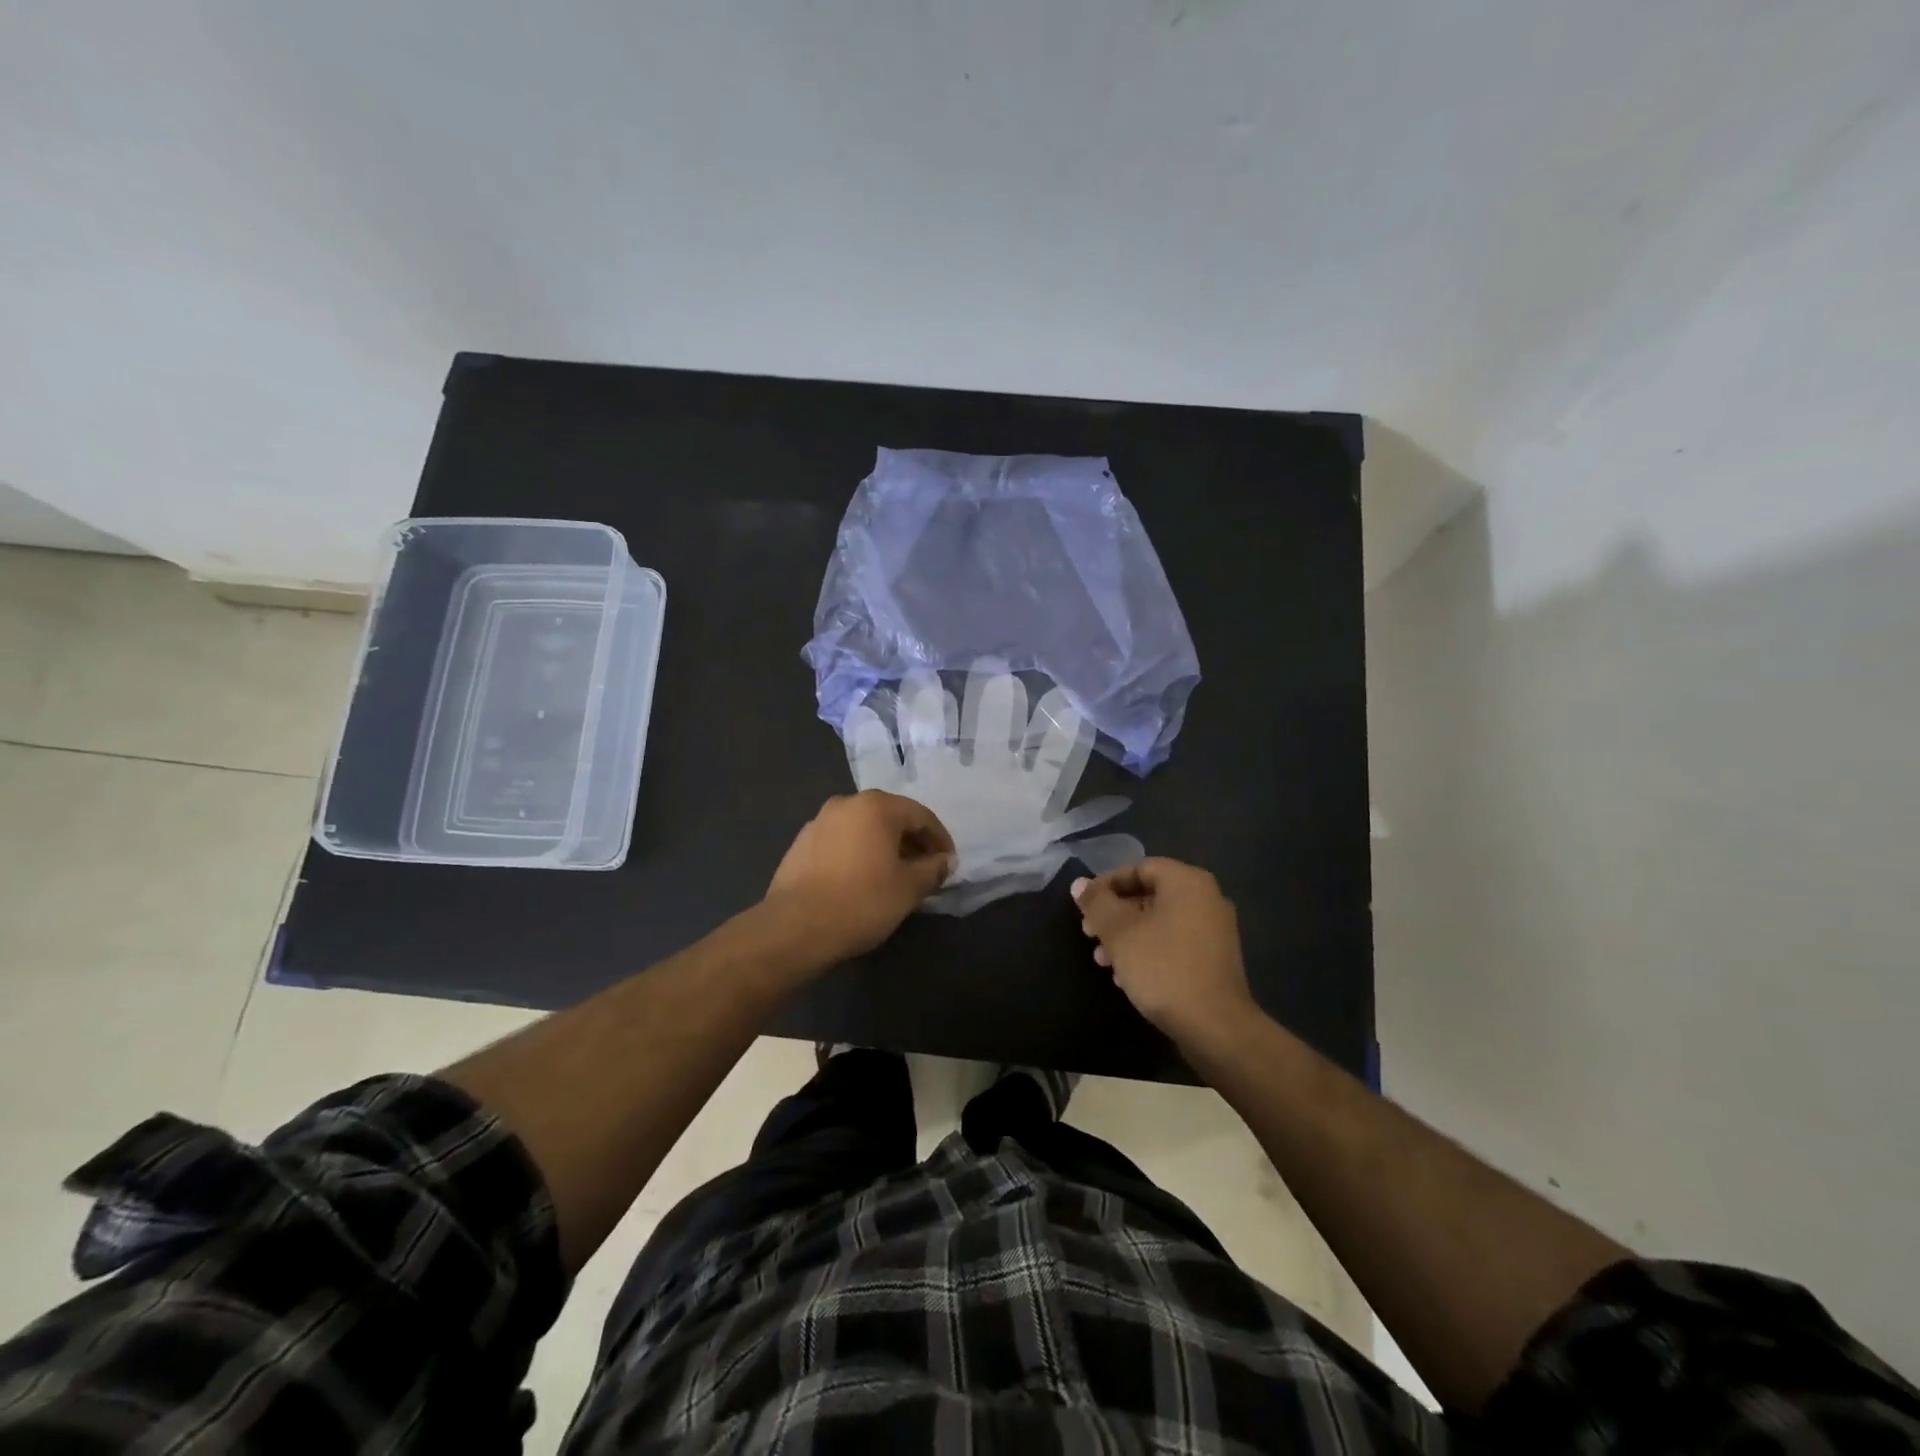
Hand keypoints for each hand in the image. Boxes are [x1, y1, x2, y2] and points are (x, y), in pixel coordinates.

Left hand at [764, 791, 955, 963]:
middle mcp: (846, 803)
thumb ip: (932, 869)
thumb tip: (945, 861)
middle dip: (912, 841)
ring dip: (884, 847)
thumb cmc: (861, 901)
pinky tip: (863, 880)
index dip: (940, 839)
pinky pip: (841, 842)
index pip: (920, 815)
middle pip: (890, 817)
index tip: (948, 863)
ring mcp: (819, 821)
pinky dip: (859, 853)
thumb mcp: (908, 888)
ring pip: (863, 828)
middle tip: (926, 869)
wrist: (795, 927)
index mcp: (876, 806)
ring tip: (895, 876)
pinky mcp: (801, 844)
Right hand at [1072, 858, 1255, 1045]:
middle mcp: (1206, 898)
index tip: (1084, 907)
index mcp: (1187, 882)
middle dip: (1114, 914)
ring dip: (1127, 936)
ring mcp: (1214, 930)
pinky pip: (1174, 942)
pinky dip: (1148, 951)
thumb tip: (1080, 884)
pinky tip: (1127, 976)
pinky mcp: (1214, 959)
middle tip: (1089, 934)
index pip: (1139, 867)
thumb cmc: (1163, 968)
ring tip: (1103, 960)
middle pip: (1149, 894)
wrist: (1216, 1027)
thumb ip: (1097, 903)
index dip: (1106, 884)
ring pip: (1159, 921)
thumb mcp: (1120, 933)